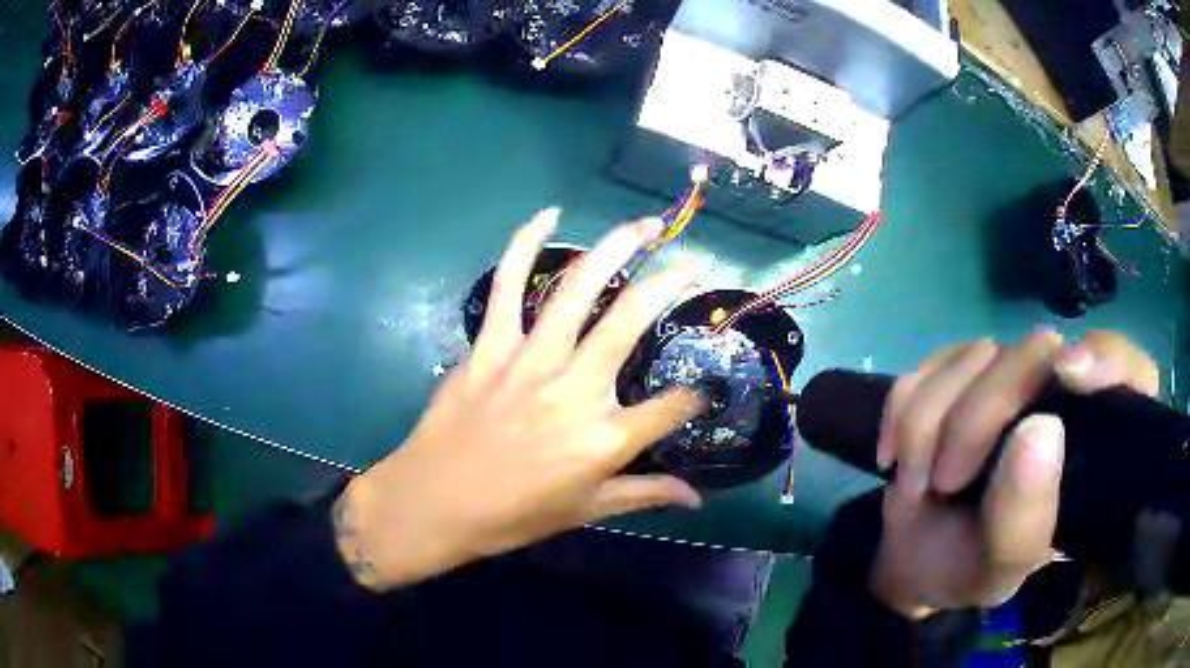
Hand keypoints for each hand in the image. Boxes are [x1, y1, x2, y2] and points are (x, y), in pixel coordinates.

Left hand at [334, 209, 705, 590]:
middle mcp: (575, 388)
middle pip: (633, 319)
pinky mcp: (490, 346)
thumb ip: (646, 495)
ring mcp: (529, 360)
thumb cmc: (512, 515)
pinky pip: (507, 285)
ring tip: (647, 225)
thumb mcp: (586, 511)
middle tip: (695, 262)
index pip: (673, 406)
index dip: (697, 395)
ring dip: (617, 247)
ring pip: (579, 288)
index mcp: (604, 438)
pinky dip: (525, 244)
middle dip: (672, 282)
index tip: (704, 389)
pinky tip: (549, 215)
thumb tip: (698, 498)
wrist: (433, 503)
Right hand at [869, 330, 1158, 617]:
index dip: (1107, 361)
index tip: (1069, 376)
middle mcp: (1062, 393)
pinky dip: (902, 412)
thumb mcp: (1001, 566)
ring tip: (918, 484)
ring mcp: (1011, 373)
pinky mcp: (961, 370)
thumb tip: (1040, 428)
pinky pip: (928, 365)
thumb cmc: (970, 566)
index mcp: (1094, 442)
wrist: (916, 557)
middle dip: (979, 418)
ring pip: (973, 357)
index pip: (1130, 373)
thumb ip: (1025, 515)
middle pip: (1035, 355)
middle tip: (944, 481)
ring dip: (929, 425)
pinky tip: (896, 455)